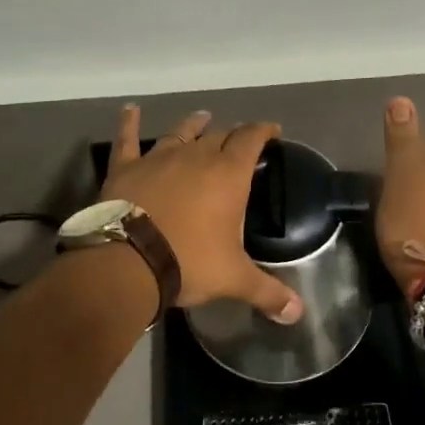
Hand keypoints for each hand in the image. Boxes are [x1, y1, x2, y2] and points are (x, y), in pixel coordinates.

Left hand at [100, 106, 305, 324]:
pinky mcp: (126, 167)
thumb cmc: (189, 262)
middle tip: (238, 140)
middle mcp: (195, 156)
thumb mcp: (234, 279)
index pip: (251, 139)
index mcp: (227, 174)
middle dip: (231, 135)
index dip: (263, 131)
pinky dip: (129, 123)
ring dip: (193, 125)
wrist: (128, 261)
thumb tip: (298, 314)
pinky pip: (127, 139)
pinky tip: (130, 110)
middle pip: (218, 135)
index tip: (272, 130)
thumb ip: (268, 292)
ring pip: (180, 132)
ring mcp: (158, 157)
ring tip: (202, 117)